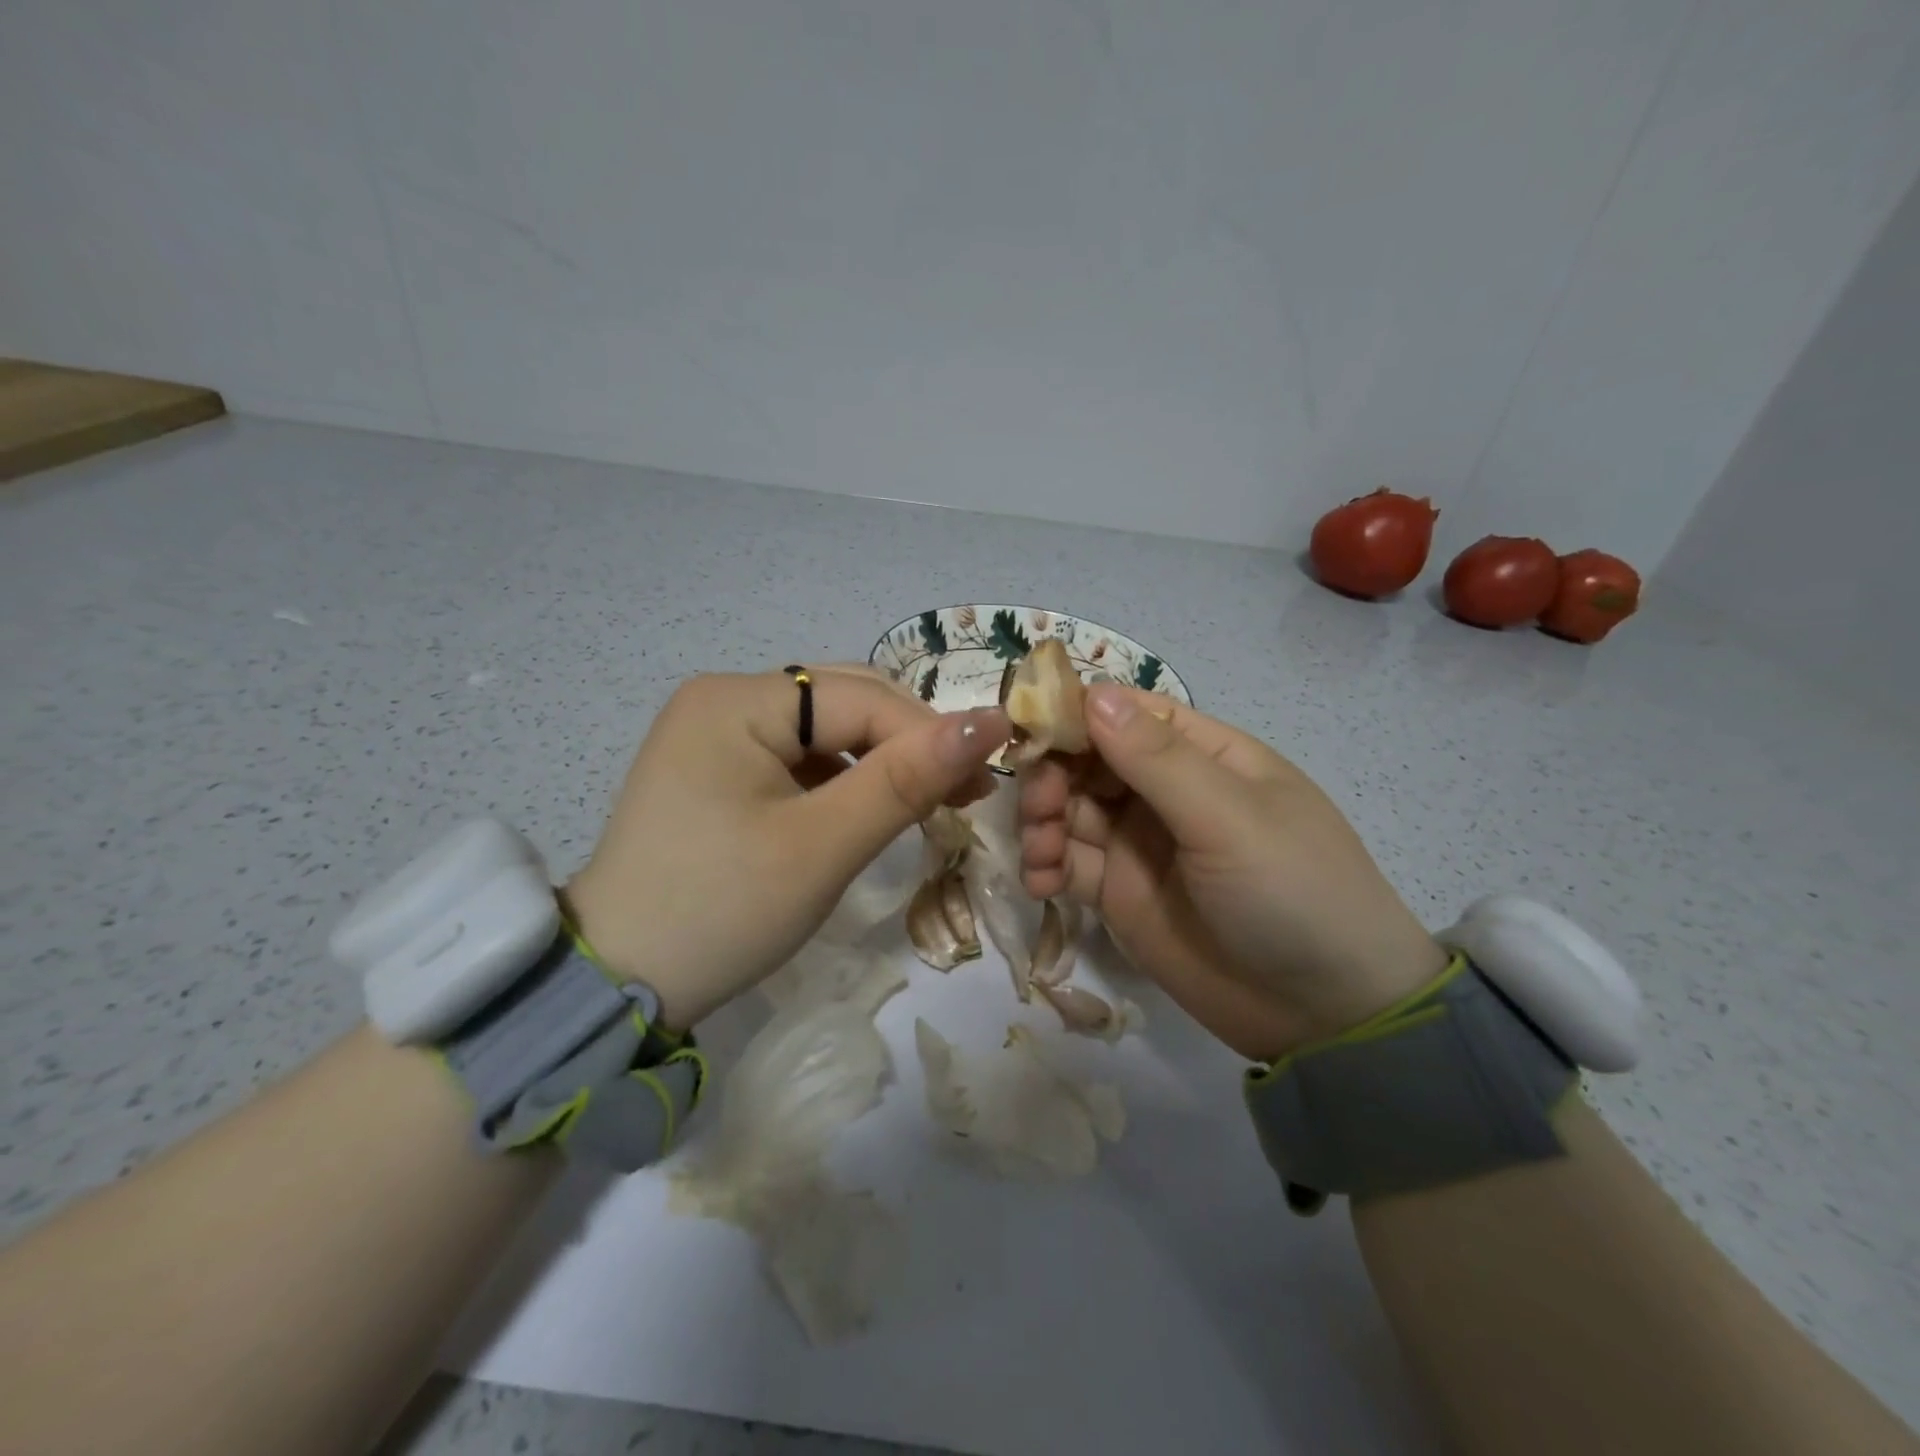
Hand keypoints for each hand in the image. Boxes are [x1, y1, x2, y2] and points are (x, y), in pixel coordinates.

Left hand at [568, 667, 1009, 1027]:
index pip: (861, 699)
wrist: (618, 984)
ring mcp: (716, 732)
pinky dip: (843, 778)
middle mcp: (723, 698)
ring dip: (881, 761)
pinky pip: (799, 756)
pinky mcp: (718, 767)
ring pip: (827, 729)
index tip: (986, 783)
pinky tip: (865, 810)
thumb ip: (906, 780)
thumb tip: (990, 723)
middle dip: (908, 744)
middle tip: (965, 794)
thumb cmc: (722, 911)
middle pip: (843, 703)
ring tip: (927, 804)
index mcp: (737, 700)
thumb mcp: (822, 846)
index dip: (930, 735)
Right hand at [1019, 686, 1446, 1059]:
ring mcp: (1138, 843)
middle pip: (1086, 761)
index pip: (1125, 714)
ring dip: (1041, 819)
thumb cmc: (1293, 893)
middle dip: (1052, 774)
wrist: (1325, 1015)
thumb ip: (1157, 758)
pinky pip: (1068, 863)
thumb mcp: (1230, 818)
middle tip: (1039, 808)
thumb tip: (1092, 692)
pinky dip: (1044, 864)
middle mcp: (1164, 791)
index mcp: (1202, 755)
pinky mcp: (1119, 893)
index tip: (1028, 729)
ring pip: (1069, 809)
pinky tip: (1039, 883)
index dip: (1074, 715)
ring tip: (1040, 852)